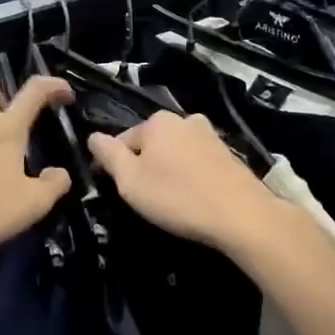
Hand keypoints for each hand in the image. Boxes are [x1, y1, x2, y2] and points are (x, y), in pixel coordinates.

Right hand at [88, 111, 282, 252]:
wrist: (241, 215)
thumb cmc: (177, 197)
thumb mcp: (130, 180)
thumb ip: (109, 155)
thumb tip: (93, 136)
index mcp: (157, 121)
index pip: (123, 140)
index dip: (113, 165)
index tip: (112, 189)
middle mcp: (184, 119)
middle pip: (151, 143)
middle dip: (143, 165)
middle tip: (142, 198)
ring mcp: (210, 135)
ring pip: (175, 152)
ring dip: (168, 170)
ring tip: (169, 200)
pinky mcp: (229, 154)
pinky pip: (196, 162)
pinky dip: (190, 176)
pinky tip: (192, 197)